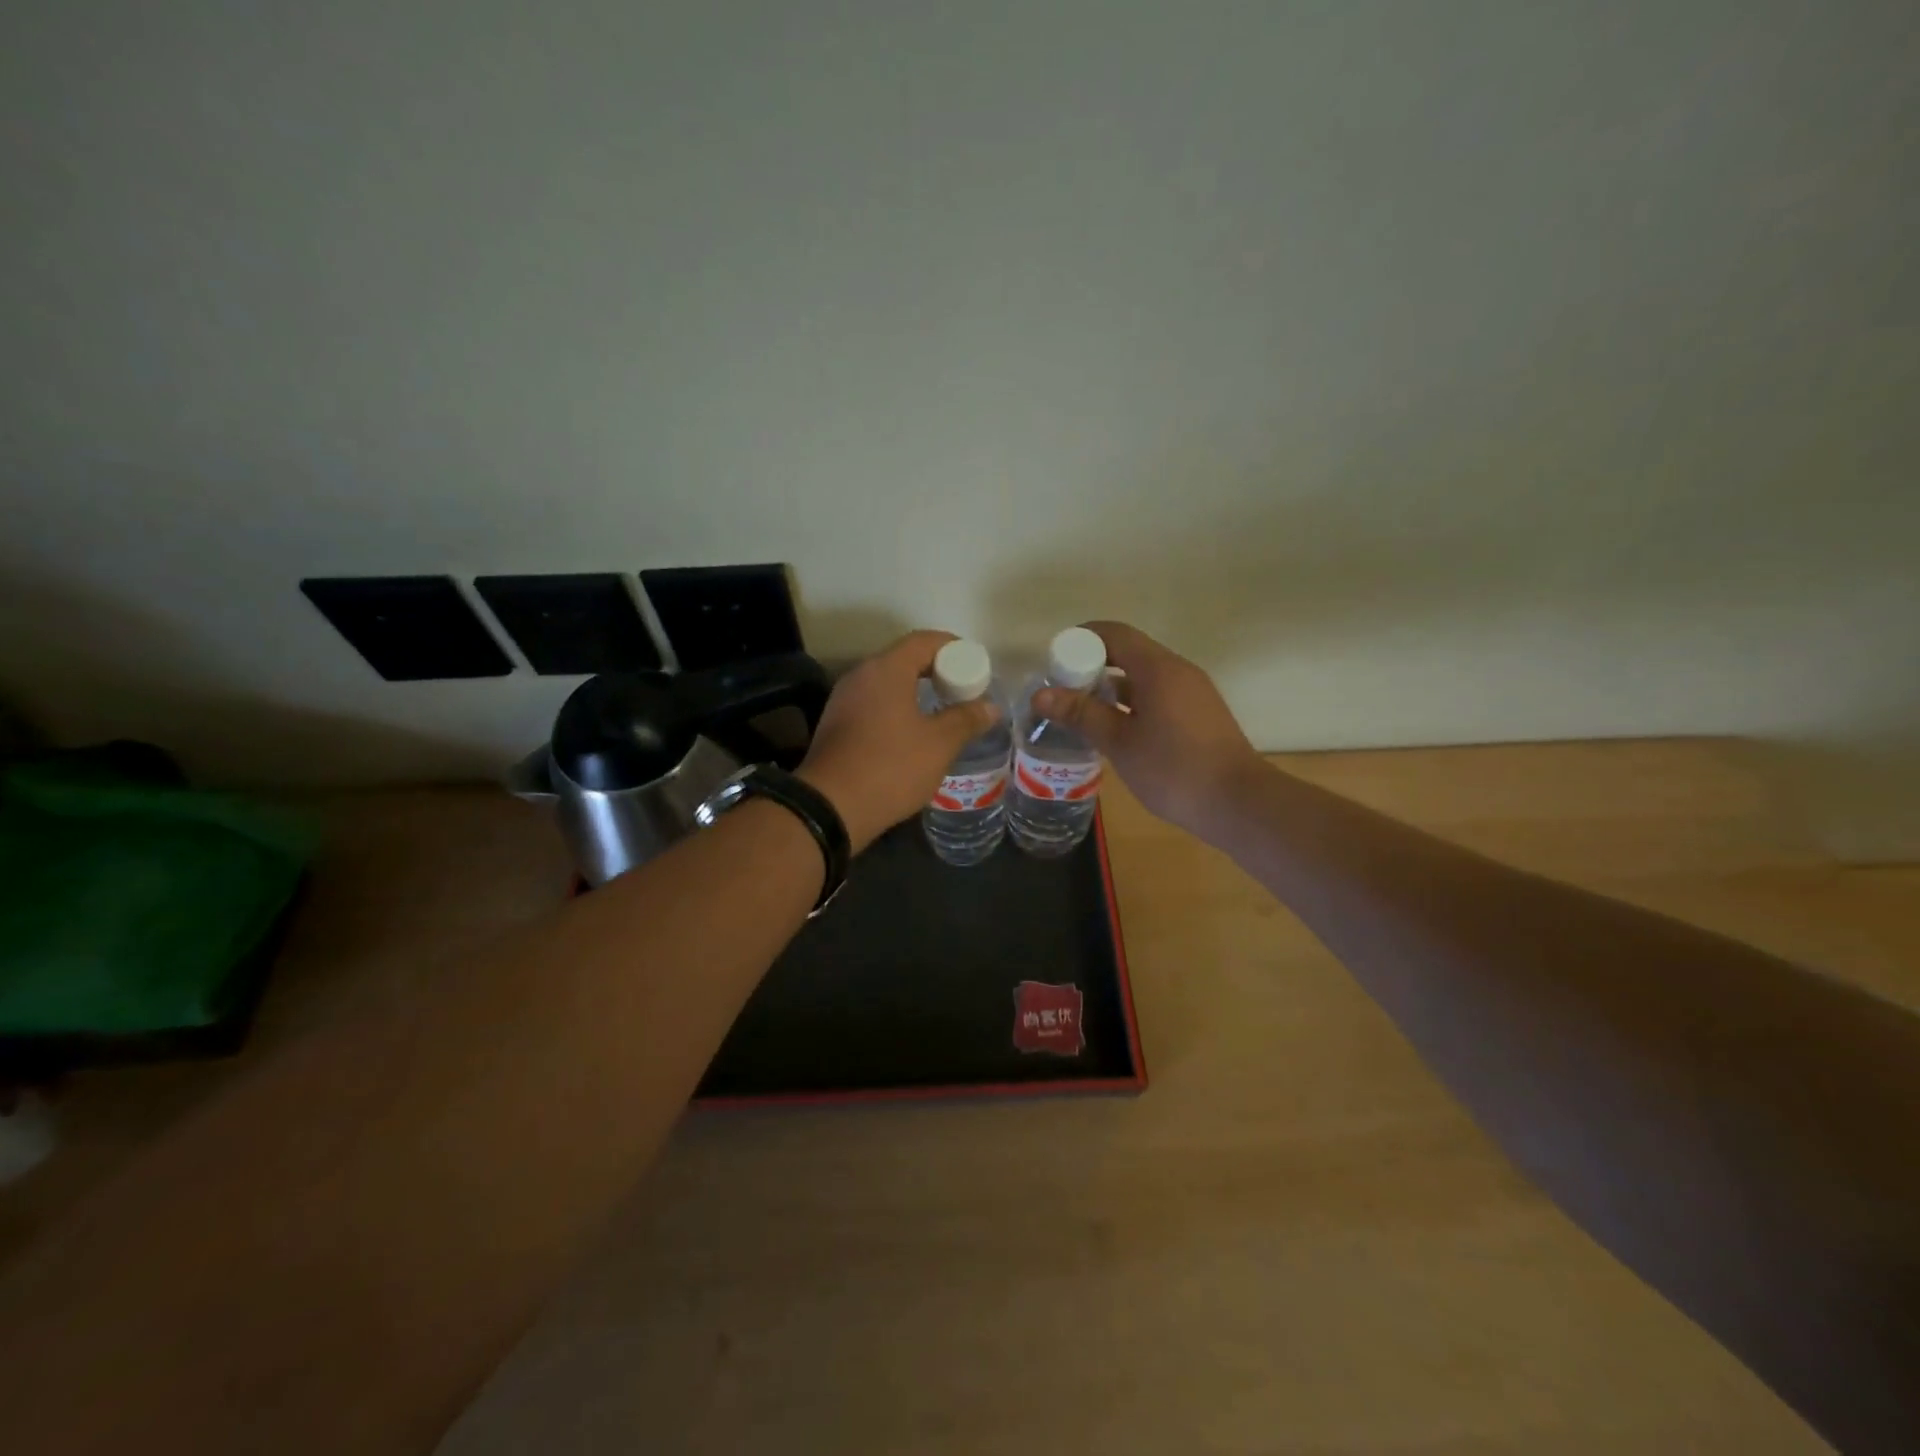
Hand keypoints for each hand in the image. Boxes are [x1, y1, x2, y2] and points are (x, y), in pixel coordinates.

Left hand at [799, 631, 1001, 853]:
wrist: (830, 807)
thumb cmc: (891, 766)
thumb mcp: (939, 744)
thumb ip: (966, 719)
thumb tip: (990, 706)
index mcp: (886, 669)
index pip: (924, 641)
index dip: (954, 648)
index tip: (976, 666)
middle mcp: (860, 675)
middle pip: (904, 659)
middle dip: (936, 671)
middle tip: (962, 691)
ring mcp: (843, 700)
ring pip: (886, 684)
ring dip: (914, 692)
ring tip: (941, 713)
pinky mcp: (835, 725)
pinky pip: (872, 704)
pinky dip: (895, 709)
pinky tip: (910, 734)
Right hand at [1031, 621, 1262, 837]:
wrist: (1239, 804)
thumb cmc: (1174, 770)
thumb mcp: (1119, 743)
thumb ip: (1081, 714)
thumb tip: (1041, 694)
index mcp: (1158, 668)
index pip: (1114, 634)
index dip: (1080, 640)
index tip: (1054, 663)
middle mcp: (1178, 671)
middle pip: (1128, 652)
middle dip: (1091, 666)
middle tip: (1061, 691)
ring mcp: (1192, 692)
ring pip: (1143, 676)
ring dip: (1110, 688)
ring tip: (1080, 712)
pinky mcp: (1199, 714)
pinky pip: (1158, 695)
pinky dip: (1131, 703)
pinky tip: (1113, 730)